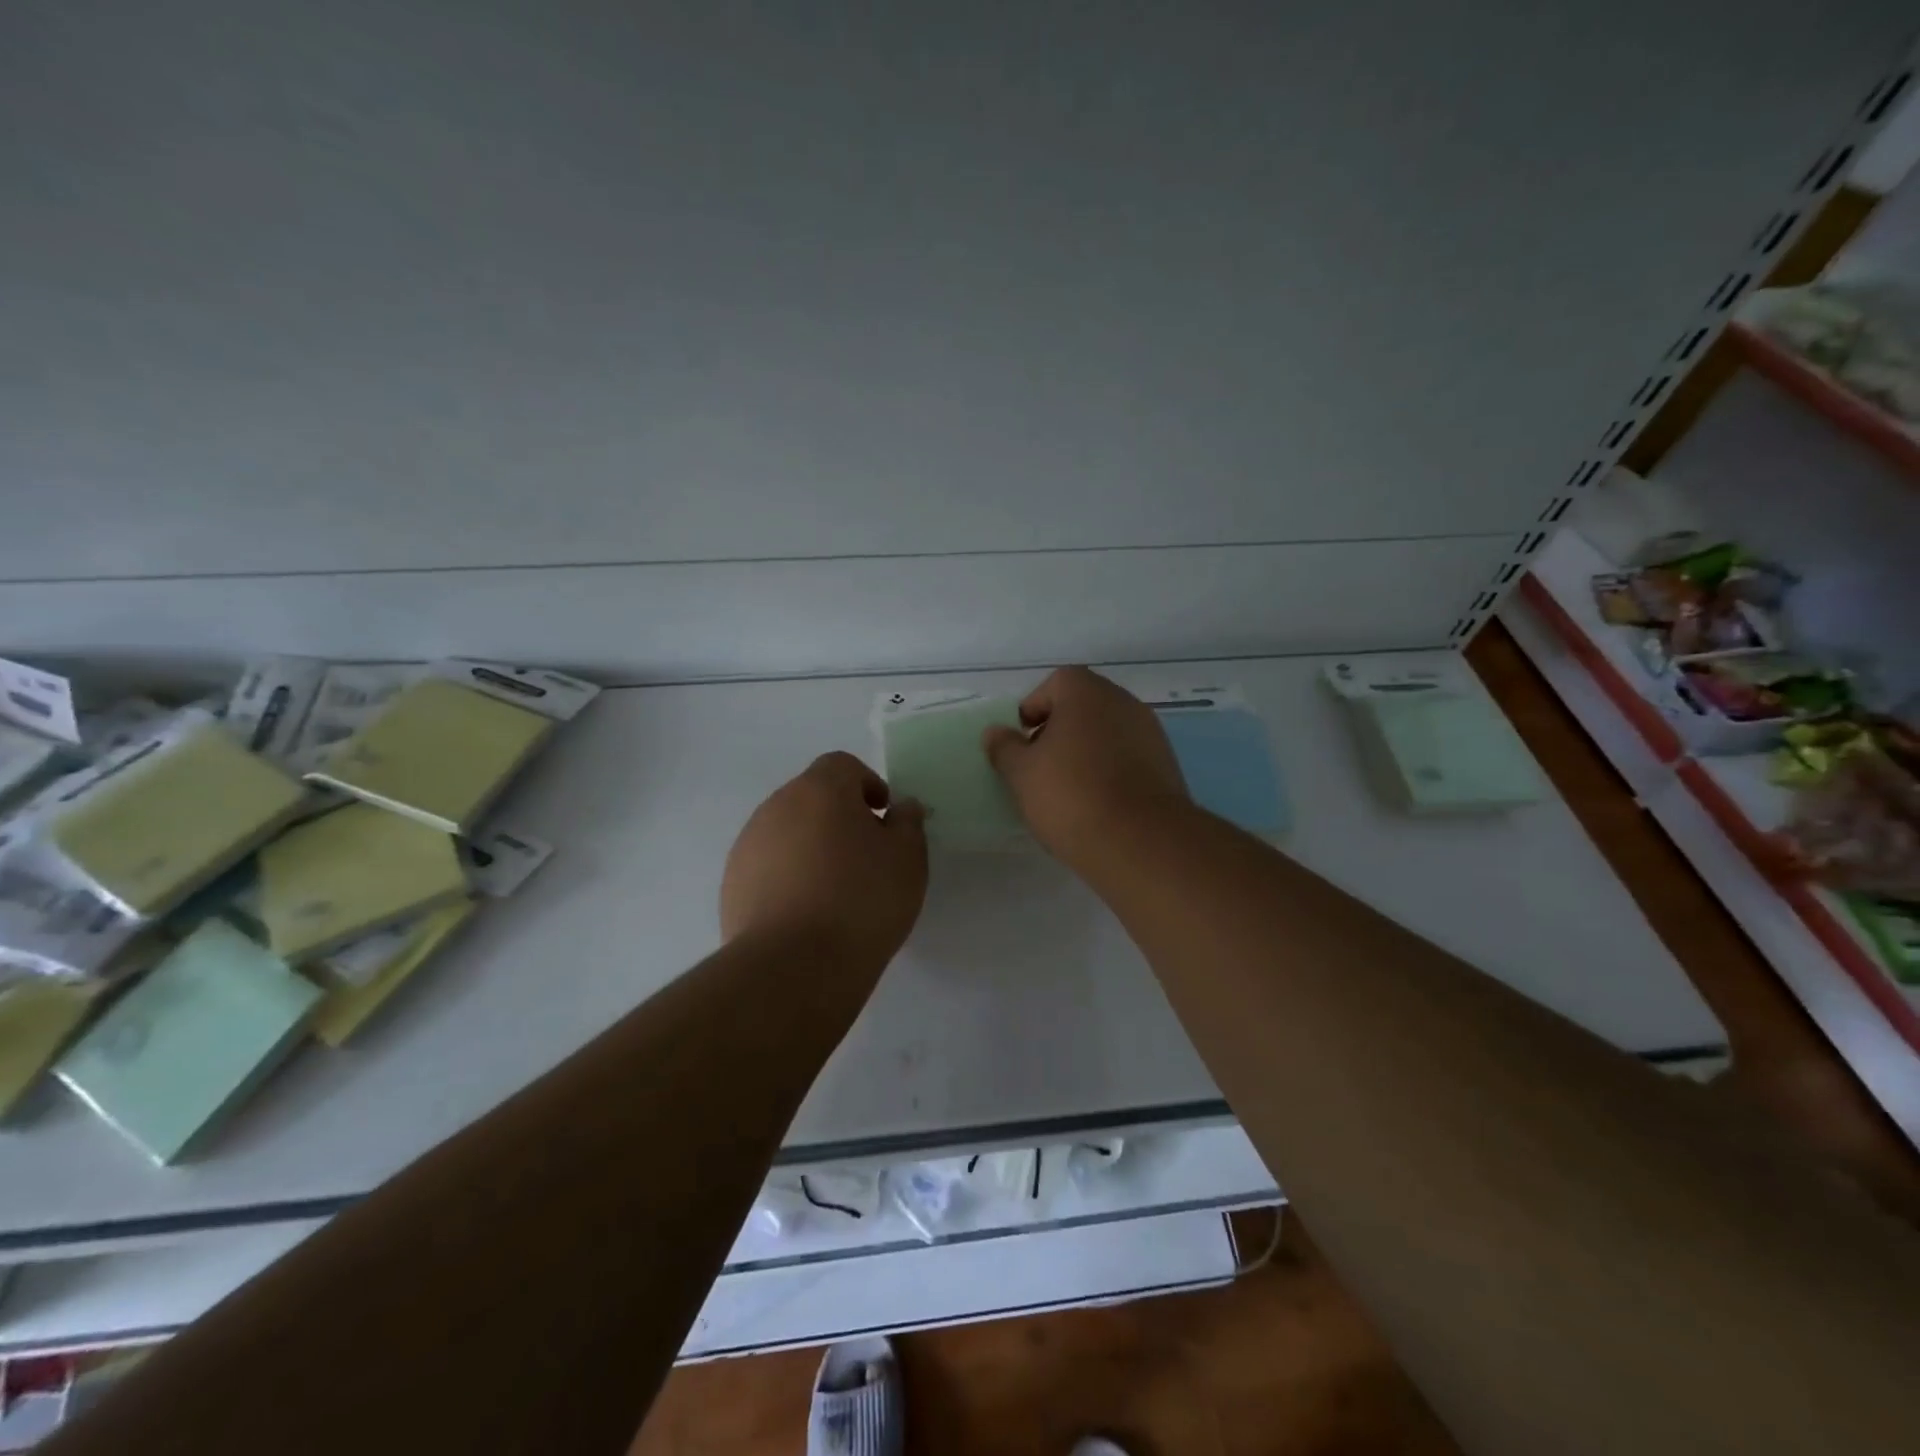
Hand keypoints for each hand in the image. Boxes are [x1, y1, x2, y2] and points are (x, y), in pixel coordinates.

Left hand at [721, 752, 928, 975]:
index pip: (843, 765)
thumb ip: (908, 823)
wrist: (793, 966)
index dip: (867, 784)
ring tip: (834, 888)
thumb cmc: (861, 901)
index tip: (883, 817)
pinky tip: (806, 912)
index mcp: (820, 790)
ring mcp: (748, 845)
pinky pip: (768, 865)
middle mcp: (777, 806)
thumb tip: (901, 808)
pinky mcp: (732, 883)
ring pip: (787, 831)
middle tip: (864, 854)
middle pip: (812, 796)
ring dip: (811, 845)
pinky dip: (788, 875)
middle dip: (838, 816)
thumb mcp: (907, 859)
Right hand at [982, 667, 1189, 868]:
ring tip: (1068, 791)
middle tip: (1040, 768)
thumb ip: (1004, 748)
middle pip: (1083, 707)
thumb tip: (995, 732)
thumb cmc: (1071, 796)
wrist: (1140, 841)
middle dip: (1059, 732)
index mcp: (1086, 692)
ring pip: (1106, 733)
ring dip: (1086, 752)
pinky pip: (1127, 758)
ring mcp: (1150, 733)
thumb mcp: (1022, 774)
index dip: (1034, 710)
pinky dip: (1110, 771)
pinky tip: (1097, 804)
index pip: (1055, 684)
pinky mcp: (1166, 765)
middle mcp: (1123, 702)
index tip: (1022, 743)